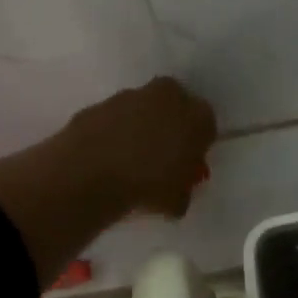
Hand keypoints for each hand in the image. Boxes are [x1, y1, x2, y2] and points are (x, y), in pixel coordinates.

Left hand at [66, 77, 216, 218]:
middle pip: (175, 107)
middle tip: (161, 157)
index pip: (206, 126)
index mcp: (197, 116)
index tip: (186, 165)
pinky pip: (113, 119)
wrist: (90, 173)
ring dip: (139, 127)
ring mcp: (130, 96)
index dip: (196, 147)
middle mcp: (168, 97)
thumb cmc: (148, 185)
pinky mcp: (99, 104)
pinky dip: (112, 133)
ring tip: (128, 161)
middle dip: (170, 127)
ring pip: (142, 109)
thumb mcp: (178, 200)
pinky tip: (105, 158)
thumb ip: (182, 190)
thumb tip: (176, 193)